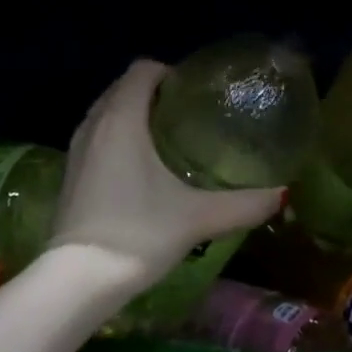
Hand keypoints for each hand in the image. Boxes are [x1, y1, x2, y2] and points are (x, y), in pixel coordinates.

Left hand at [49, 59, 285, 281]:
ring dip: (132, 115)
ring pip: (106, 113)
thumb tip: (282, 194)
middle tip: (188, 115)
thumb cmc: (138, 234)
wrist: (77, 281)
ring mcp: (76, 150)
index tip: (195, 94)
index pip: (142, 70)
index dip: (169, 72)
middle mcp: (93, 125)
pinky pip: (96, 137)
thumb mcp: (198, 218)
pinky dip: (117, 138)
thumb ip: (244, 204)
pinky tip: (141, 169)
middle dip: (152, 92)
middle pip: (122, 88)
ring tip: (168, 138)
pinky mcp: (70, 175)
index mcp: (121, 119)